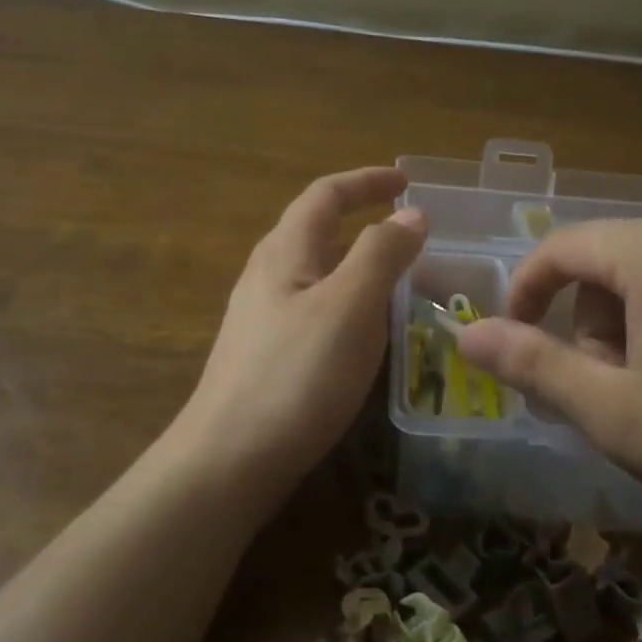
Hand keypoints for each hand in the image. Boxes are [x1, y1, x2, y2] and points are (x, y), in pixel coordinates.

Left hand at [177, 167, 425, 497]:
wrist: (229, 460)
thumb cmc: (296, 375)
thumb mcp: (350, 306)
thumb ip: (382, 254)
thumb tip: (412, 215)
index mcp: (285, 251)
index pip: (326, 194)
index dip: (367, 182)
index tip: (407, 183)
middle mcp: (268, 275)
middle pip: (317, 230)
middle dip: (363, 222)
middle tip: (410, 236)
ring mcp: (262, 317)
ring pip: (317, 273)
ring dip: (357, 265)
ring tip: (399, 282)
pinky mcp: (266, 354)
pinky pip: (314, 309)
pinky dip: (348, 304)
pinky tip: (365, 334)